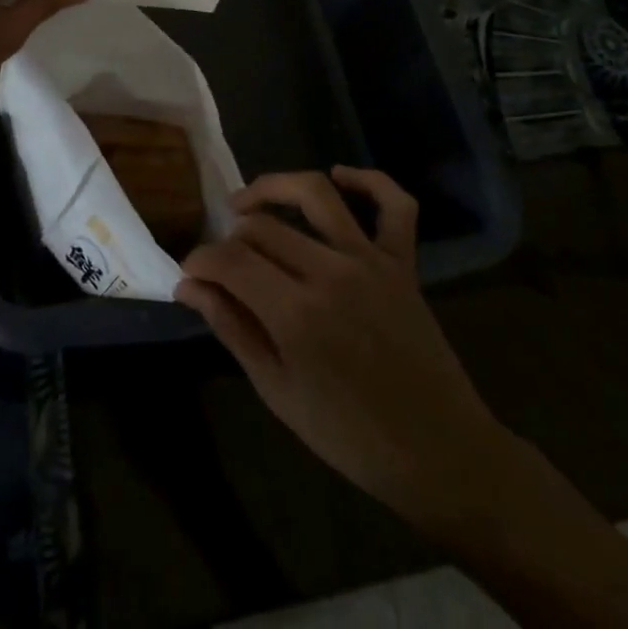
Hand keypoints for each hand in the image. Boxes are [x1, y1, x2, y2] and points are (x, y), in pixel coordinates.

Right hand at [176, 167, 499, 531]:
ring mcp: (371, 261)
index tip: (190, 273)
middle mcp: (331, 273)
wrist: (438, 452)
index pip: (231, 260)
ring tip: (247, 201)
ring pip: (315, 194)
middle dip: (230, 238)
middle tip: (221, 261)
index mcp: (296, 314)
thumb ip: (232, 329)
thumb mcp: (278, 392)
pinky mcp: (403, 261)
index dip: (201, 260)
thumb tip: (189, 286)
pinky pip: (393, 204)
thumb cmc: (350, 436)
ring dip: (274, 187)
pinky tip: (339, 176)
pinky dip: (368, 180)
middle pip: (264, 226)